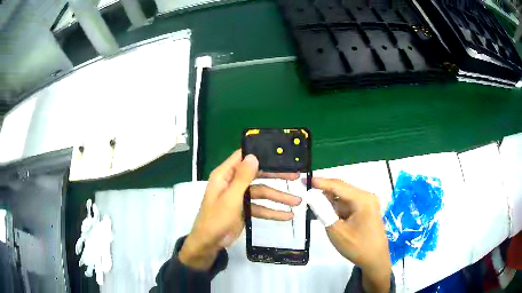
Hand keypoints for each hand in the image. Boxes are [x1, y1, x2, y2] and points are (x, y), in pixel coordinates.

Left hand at [179, 150, 300, 269]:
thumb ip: (243, 177)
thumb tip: (253, 156)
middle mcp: (232, 183)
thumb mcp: (231, 197)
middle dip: (276, 177)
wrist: (209, 243)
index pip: (242, 157)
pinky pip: (260, 207)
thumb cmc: (216, 218)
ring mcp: (239, 197)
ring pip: (262, 193)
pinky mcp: (244, 209)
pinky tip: (287, 216)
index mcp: (225, 175)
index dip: (259, 153)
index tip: (278, 152)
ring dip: (278, 198)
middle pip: (257, 175)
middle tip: (295, 176)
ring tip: (297, 201)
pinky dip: (272, 211)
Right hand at [311, 177, 390, 292]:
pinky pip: (348, 206)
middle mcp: (367, 197)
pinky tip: (330, 218)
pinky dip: (337, 210)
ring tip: (317, 211)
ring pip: (343, 199)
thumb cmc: (357, 246)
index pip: (338, 185)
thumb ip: (323, 211)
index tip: (305, 180)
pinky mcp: (366, 211)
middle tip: (308, 198)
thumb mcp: (336, 231)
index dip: (320, 182)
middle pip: (341, 190)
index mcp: (363, 199)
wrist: (375, 261)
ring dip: (330, 204)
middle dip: (325, 194)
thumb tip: (311, 196)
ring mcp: (367, 204)